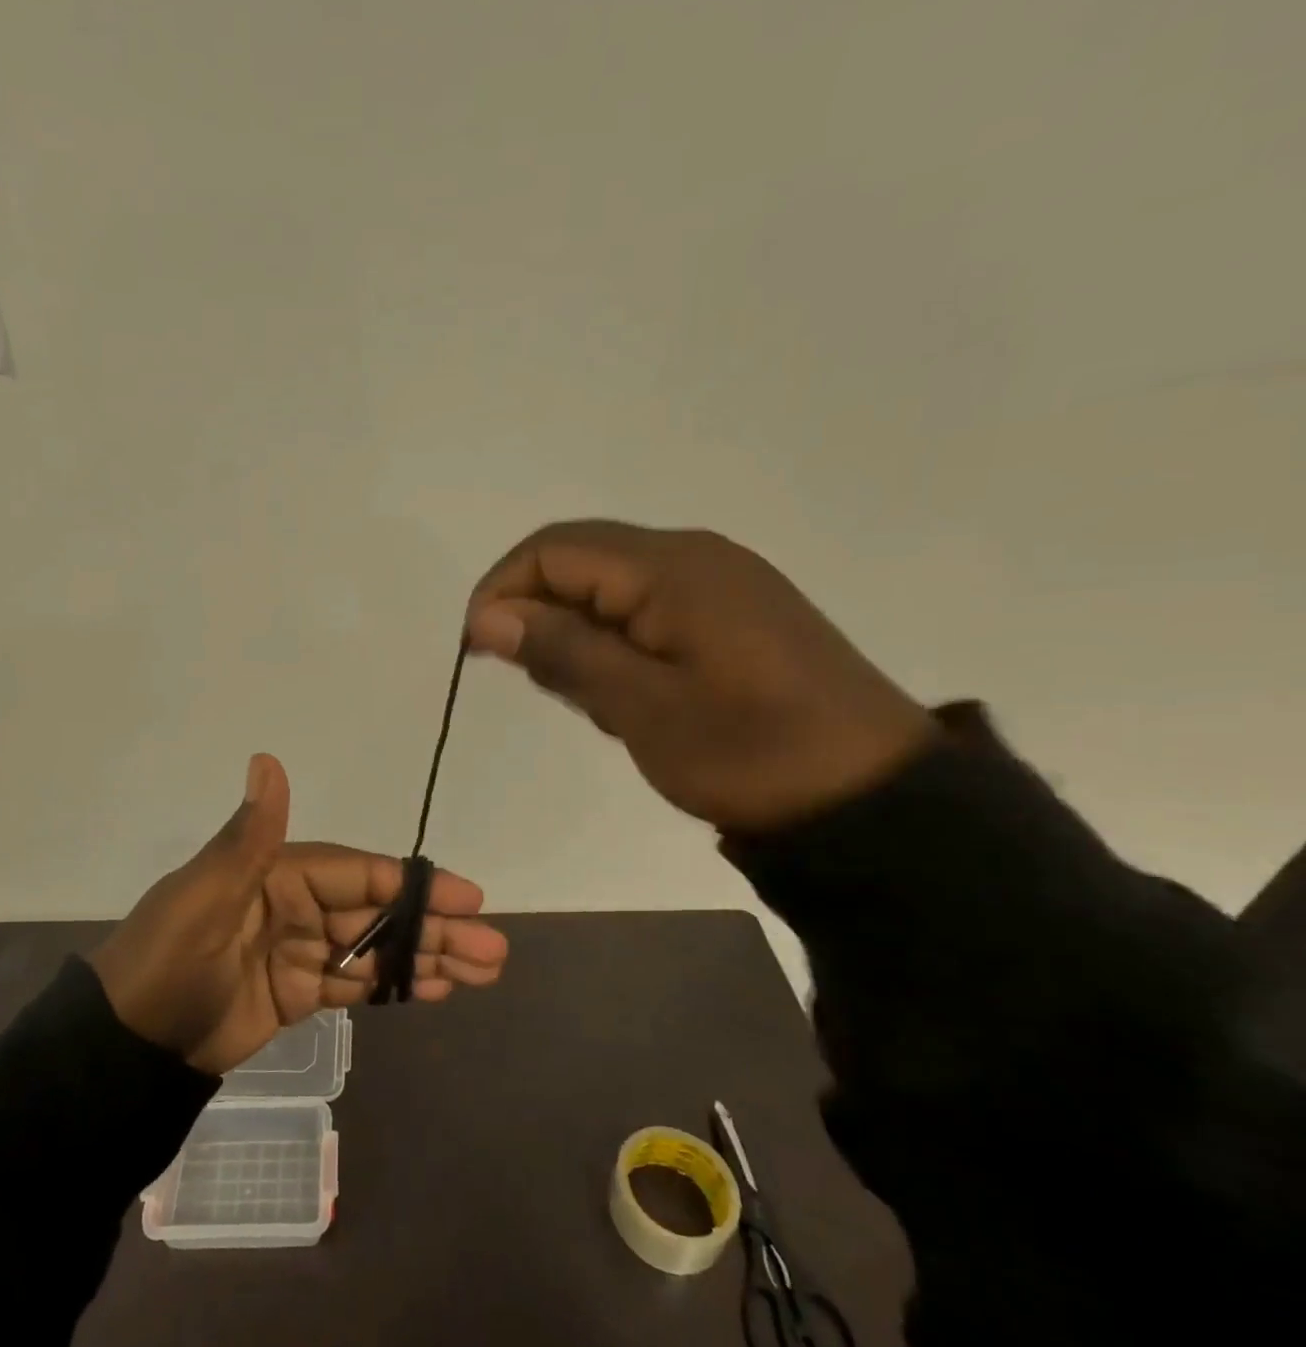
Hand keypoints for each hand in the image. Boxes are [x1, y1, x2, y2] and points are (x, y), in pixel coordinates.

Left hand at [90, 754, 508, 1073]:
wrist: (128, 1045)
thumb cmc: (169, 963)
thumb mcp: (205, 898)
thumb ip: (249, 836)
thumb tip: (268, 760)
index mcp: (277, 873)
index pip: (359, 874)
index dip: (414, 886)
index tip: (468, 897)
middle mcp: (295, 906)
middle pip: (377, 913)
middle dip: (434, 929)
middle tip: (493, 949)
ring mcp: (299, 951)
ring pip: (374, 950)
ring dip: (425, 958)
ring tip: (483, 971)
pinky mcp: (297, 992)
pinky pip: (354, 985)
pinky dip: (393, 986)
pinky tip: (434, 989)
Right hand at [465, 521, 936, 831]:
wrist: (869, 796)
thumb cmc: (747, 752)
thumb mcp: (640, 708)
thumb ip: (562, 652)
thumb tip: (487, 617)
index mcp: (671, 567)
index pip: (552, 550)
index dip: (500, 591)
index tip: (478, 652)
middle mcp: (694, 555)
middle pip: (581, 560)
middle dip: (538, 615)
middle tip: (539, 685)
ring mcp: (719, 582)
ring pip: (611, 588)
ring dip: (578, 635)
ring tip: (594, 702)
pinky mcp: (734, 614)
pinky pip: (648, 609)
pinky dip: (616, 644)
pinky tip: (630, 695)